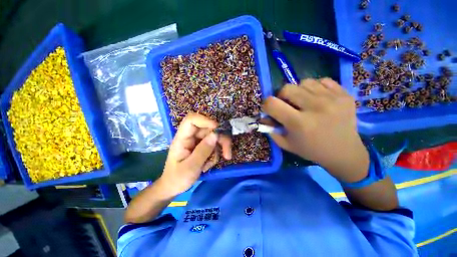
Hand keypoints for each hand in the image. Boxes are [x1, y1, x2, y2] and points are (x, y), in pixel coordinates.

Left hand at [158, 113, 231, 196]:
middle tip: (227, 154)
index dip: (205, 120)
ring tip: (220, 161)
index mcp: (182, 138)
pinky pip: (214, 145)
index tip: (217, 128)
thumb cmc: (177, 178)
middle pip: (209, 129)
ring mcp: (197, 141)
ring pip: (214, 137)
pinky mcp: (202, 146)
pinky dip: (216, 154)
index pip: (192, 120)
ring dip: (221, 148)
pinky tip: (209, 165)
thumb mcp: (190, 167)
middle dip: (221, 139)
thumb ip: (203, 151)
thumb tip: (215, 134)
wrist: (173, 187)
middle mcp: (191, 137)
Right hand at [263, 78, 368, 182]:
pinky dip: (315, 88)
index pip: (272, 103)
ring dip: (298, 91)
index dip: (266, 105)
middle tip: (287, 105)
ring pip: (304, 82)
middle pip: (287, 88)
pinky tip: (318, 99)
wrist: (344, 152)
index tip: (270, 109)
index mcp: (299, 123)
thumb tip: (263, 116)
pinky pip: (322, 81)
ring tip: (304, 102)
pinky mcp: (344, 94)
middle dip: (281, 96)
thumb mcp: (286, 143)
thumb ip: (271, 129)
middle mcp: (315, 108)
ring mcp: (333, 98)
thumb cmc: (311, 150)